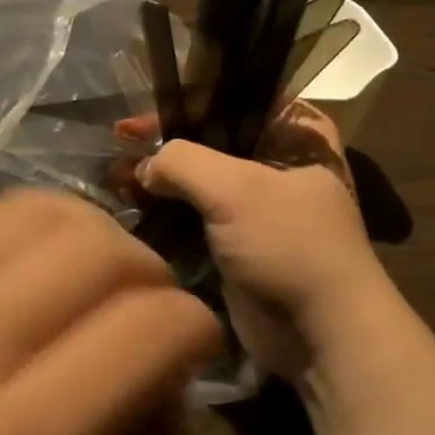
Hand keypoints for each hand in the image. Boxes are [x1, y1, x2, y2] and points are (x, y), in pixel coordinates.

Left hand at [0, 190, 220, 434]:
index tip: (200, 341)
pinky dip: (41, 226)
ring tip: (106, 280)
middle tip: (156, 308)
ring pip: (40, 215)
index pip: (137, 335)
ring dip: (100, 236)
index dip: (193, 325)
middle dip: (152, 271)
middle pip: (92, 255)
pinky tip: (48, 265)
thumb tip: (171, 365)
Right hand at [139, 102, 380, 377]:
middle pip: (209, 138)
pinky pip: (194, 215)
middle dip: (162, 143)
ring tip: (112, 176)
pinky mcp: (239, 242)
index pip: (229, 99)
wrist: (321, 335)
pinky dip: (164, 211)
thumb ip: (181, 161)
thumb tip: (143, 167)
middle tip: (116, 144)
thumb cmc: (290, 247)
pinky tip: (129, 207)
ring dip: (158, 179)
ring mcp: (258, 205)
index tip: (134, 117)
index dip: (180, 101)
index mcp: (295, 134)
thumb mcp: (235, 189)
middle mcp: (277, 162)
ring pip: (198, 180)